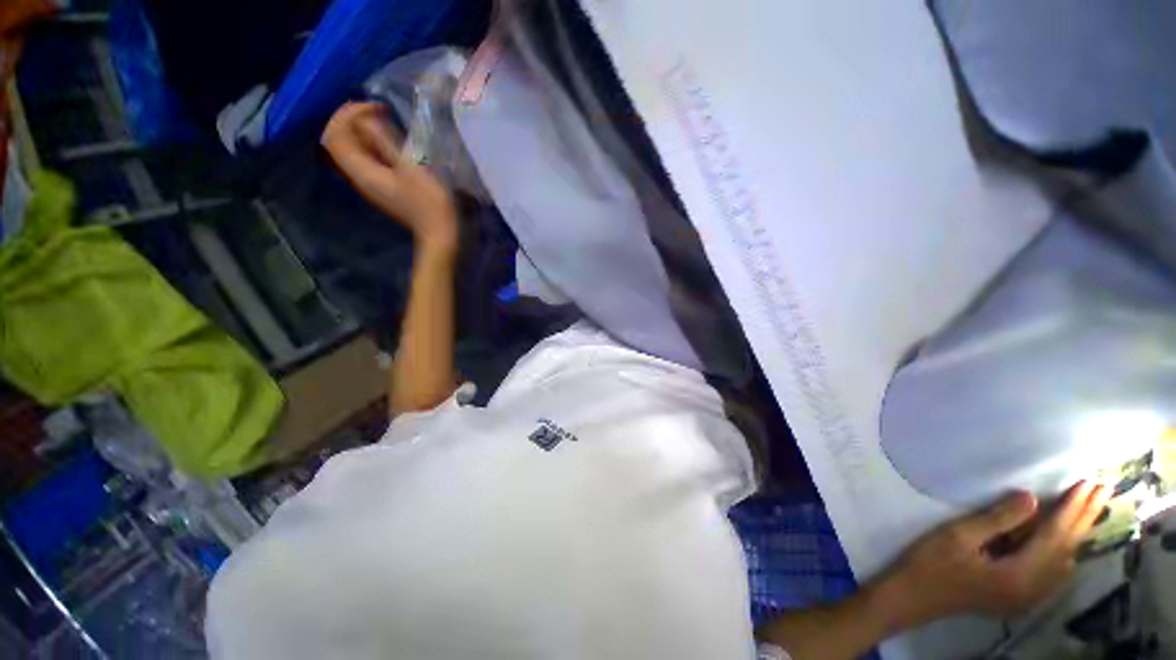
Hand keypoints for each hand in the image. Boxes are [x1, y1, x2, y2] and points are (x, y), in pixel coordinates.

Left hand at [322, 102, 457, 252]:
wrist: (439, 233)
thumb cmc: (430, 202)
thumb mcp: (411, 169)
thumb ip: (385, 142)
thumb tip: (367, 119)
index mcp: (362, 172)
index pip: (335, 135)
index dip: (348, 114)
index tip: (376, 107)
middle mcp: (358, 177)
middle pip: (338, 141)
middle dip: (351, 119)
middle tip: (376, 109)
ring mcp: (369, 183)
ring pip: (351, 149)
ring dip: (360, 130)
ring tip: (382, 120)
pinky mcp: (381, 187)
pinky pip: (364, 159)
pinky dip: (370, 144)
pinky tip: (388, 141)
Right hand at [872, 481, 1112, 630]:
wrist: (914, 596)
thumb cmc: (931, 562)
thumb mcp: (959, 536)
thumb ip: (997, 520)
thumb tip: (1033, 499)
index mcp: (1020, 576)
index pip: (1055, 537)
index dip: (1072, 508)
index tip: (1090, 484)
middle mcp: (1033, 590)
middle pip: (1066, 550)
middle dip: (1083, 518)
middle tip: (1101, 489)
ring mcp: (1028, 597)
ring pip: (1064, 562)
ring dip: (1076, 533)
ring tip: (1086, 507)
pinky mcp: (1020, 597)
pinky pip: (1054, 572)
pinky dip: (1063, 549)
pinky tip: (1062, 539)